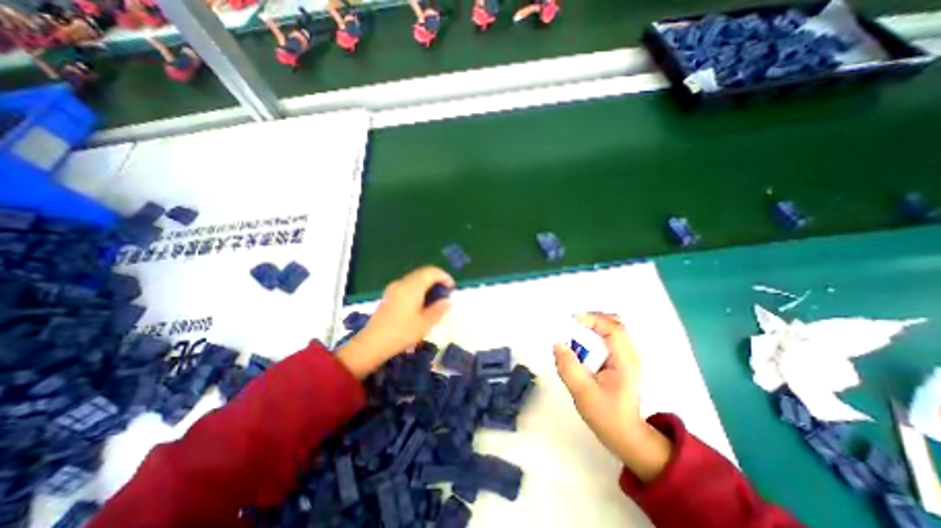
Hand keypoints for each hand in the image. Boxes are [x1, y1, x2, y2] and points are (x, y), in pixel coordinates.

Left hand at [338, 268, 456, 379]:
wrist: (373, 343)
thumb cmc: (402, 332)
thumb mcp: (425, 323)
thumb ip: (438, 309)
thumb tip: (447, 301)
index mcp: (412, 286)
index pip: (431, 272)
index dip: (444, 276)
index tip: (452, 288)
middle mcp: (402, 283)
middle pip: (422, 273)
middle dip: (436, 279)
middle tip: (446, 292)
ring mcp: (394, 288)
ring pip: (415, 278)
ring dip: (427, 284)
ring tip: (435, 298)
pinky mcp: (389, 295)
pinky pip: (408, 285)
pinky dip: (418, 288)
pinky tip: (421, 302)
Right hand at [553, 313, 673, 483]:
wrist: (627, 436)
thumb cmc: (606, 416)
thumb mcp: (583, 393)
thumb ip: (569, 367)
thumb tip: (557, 343)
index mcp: (625, 361)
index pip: (613, 328)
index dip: (592, 319)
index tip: (571, 321)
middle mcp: (630, 354)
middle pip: (614, 323)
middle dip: (591, 319)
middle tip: (571, 324)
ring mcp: (627, 357)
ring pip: (611, 329)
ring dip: (592, 326)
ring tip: (574, 334)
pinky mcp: (621, 360)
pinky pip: (608, 338)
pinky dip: (594, 335)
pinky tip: (582, 345)